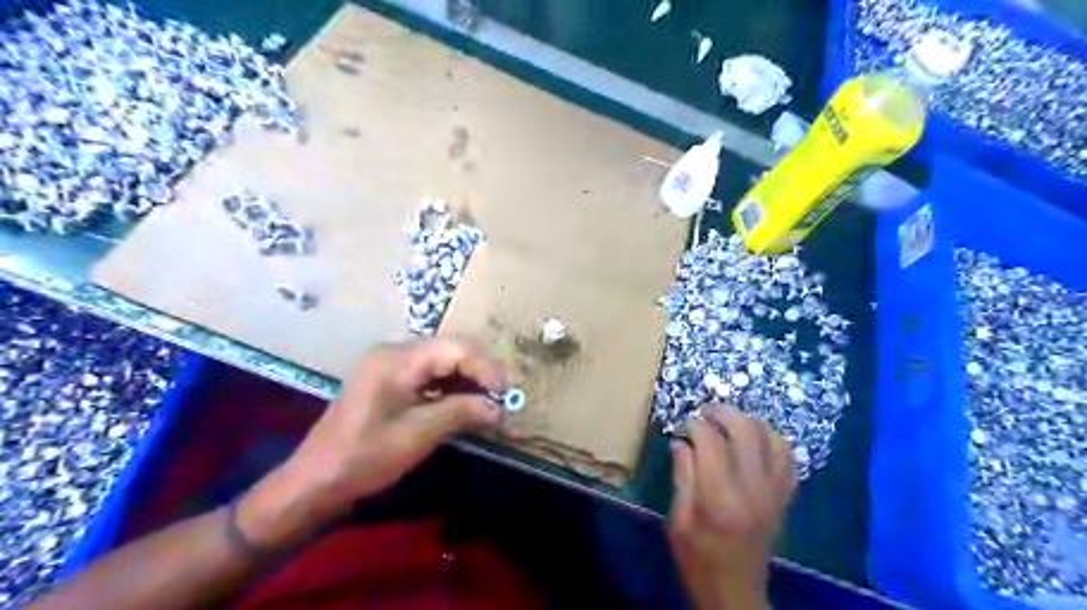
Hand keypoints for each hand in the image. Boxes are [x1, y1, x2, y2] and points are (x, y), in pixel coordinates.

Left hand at [237, 338, 505, 543]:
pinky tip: (462, 405)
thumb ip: (461, 413)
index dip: (486, 368)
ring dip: (467, 379)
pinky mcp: (389, 380)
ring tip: (486, 404)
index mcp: (399, 359)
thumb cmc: (364, 458)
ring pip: (442, 360)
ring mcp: (389, 364)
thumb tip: (499, 408)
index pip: (457, 348)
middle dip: (479, 372)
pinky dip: (450, 387)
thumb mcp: (418, 435)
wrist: (314, 482)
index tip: (505, 396)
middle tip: (499, 400)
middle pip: (451, 349)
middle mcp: (395, 352)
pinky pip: (429, 373)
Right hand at [668, 404, 795, 609]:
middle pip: (746, 432)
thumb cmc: (698, 559)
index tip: (684, 424)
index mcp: (720, 498)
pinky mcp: (784, 498)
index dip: (696, 425)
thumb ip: (682, 477)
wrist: (735, 592)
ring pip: (772, 439)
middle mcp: (753, 490)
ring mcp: (774, 493)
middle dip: (724, 413)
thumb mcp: (678, 520)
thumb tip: (682, 442)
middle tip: (706, 411)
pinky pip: (789, 458)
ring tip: (730, 422)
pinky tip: (756, 440)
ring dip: (750, 422)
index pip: (711, 443)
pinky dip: (774, 441)